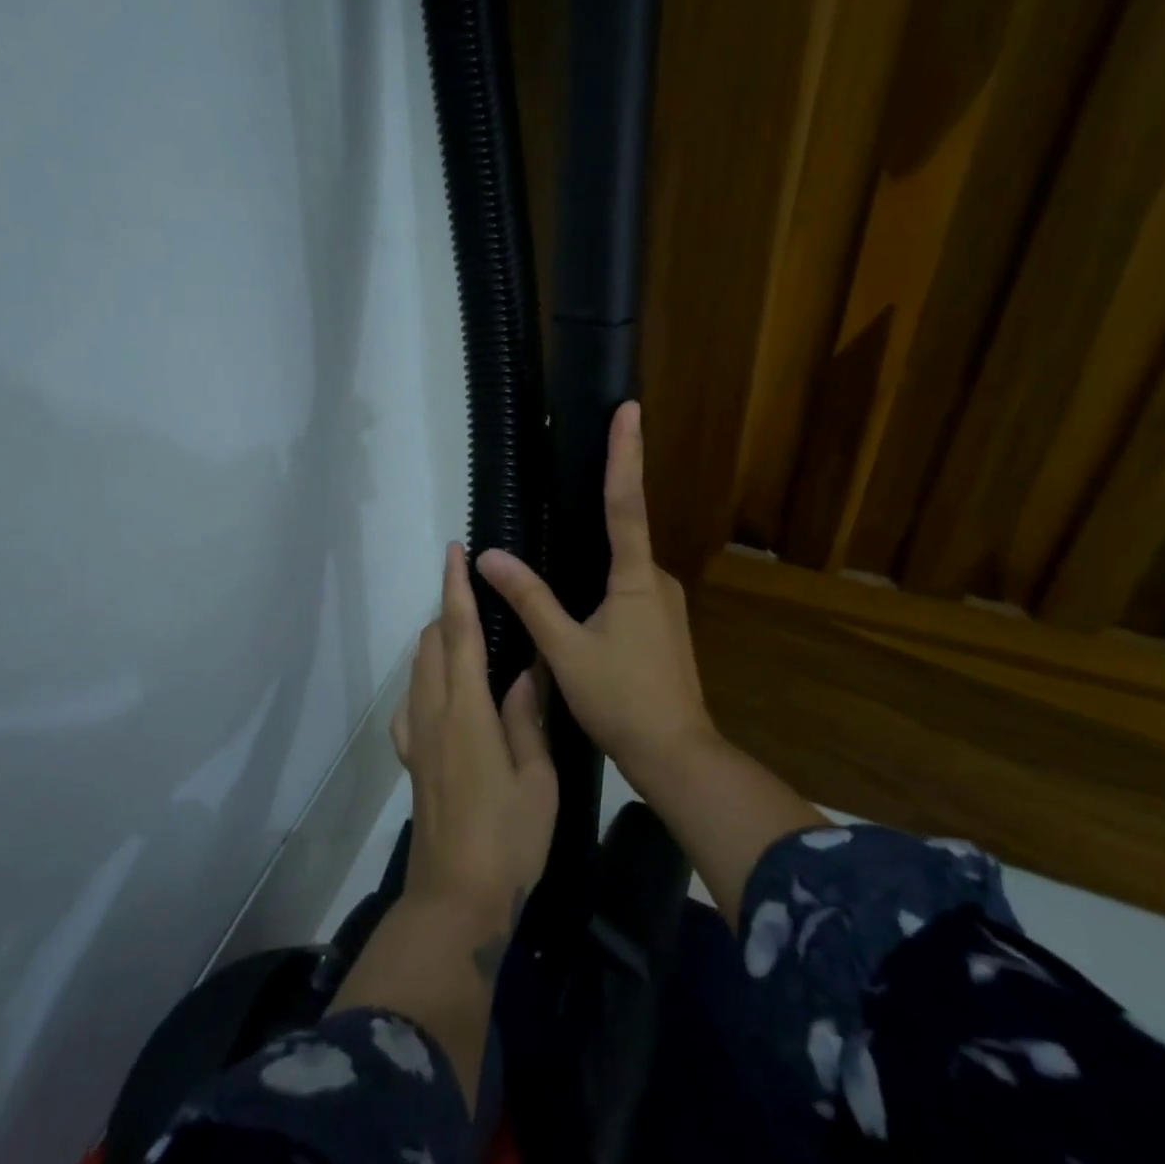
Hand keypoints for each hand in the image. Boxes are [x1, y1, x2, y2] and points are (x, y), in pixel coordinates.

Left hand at [392, 544, 558, 928]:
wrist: (456, 899)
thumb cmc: (509, 839)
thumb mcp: (537, 778)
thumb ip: (527, 718)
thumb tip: (527, 671)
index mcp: (466, 710)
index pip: (457, 633)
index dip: (455, 588)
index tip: (454, 551)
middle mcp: (432, 714)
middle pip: (430, 643)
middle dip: (448, 611)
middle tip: (481, 602)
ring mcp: (415, 737)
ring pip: (417, 669)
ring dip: (437, 643)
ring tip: (470, 642)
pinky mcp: (410, 760)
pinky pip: (410, 704)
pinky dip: (426, 680)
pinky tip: (446, 695)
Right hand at [476, 401, 715, 794]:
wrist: (675, 754)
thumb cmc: (620, 699)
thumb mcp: (564, 649)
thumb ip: (529, 598)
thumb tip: (489, 556)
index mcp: (635, 577)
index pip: (626, 502)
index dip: (625, 453)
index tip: (628, 409)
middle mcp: (657, 580)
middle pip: (620, 536)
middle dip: (594, 517)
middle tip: (557, 501)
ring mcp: (664, 604)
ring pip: (620, 570)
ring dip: (591, 565)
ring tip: (556, 575)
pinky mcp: (663, 626)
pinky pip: (627, 591)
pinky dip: (601, 588)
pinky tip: (578, 611)